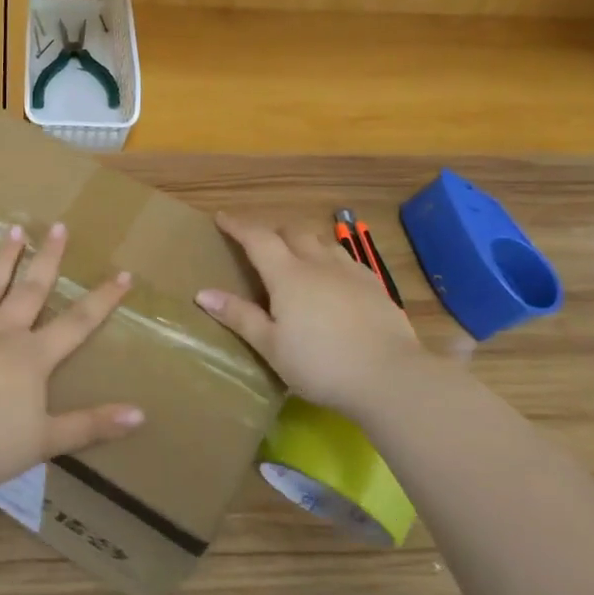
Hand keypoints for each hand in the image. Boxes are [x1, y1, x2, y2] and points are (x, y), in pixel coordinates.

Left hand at [0, 223, 141, 490]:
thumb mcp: (46, 440)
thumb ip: (91, 425)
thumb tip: (140, 415)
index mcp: (33, 358)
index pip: (77, 323)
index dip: (102, 299)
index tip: (123, 274)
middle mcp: (3, 333)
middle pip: (31, 290)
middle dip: (48, 258)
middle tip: (58, 226)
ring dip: (5, 256)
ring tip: (15, 228)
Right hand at [196, 212, 426, 412]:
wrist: (390, 376)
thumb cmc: (320, 364)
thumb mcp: (271, 346)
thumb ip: (239, 316)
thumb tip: (203, 293)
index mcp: (288, 275)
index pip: (257, 238)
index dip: (238, 225)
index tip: (222, 217)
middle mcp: (318, 263)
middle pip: (292, 232)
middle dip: (272, 231)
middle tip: (258, 242)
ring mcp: (350, 272)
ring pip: (322, 242)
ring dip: (302, 241)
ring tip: (295, 255)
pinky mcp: (375, 286)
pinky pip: (346, 259)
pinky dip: (329, 258)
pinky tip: (332, 276)